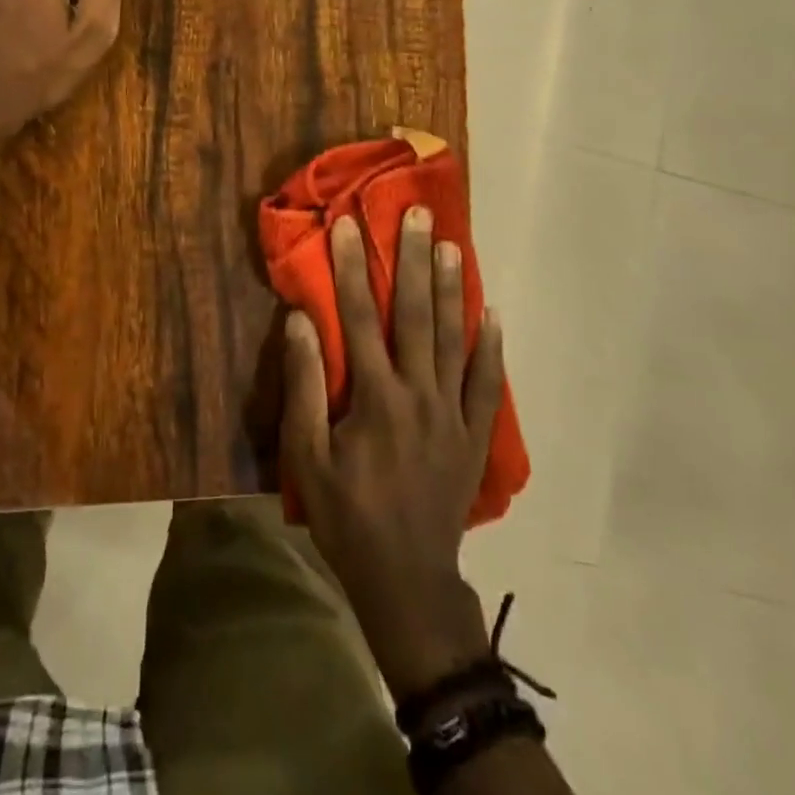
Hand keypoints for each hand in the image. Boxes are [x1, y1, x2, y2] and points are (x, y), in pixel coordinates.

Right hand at [282, 207, 505, 697]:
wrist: (407, 580)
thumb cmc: (347, 517)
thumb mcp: (307, 457)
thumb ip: (305, 386)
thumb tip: (301, 321)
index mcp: (374, 397)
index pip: (358, 317)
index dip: (351, 267)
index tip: (349, 224)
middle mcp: (418, 393)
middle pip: (415, 315)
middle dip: (413, 260)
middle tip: (418, 214)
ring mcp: (453, 412)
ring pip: (454, 338)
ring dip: (452, 289)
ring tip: (453, 245)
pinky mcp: (475, 434)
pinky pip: (487, 382)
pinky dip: (491, 346)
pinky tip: (494, 312)